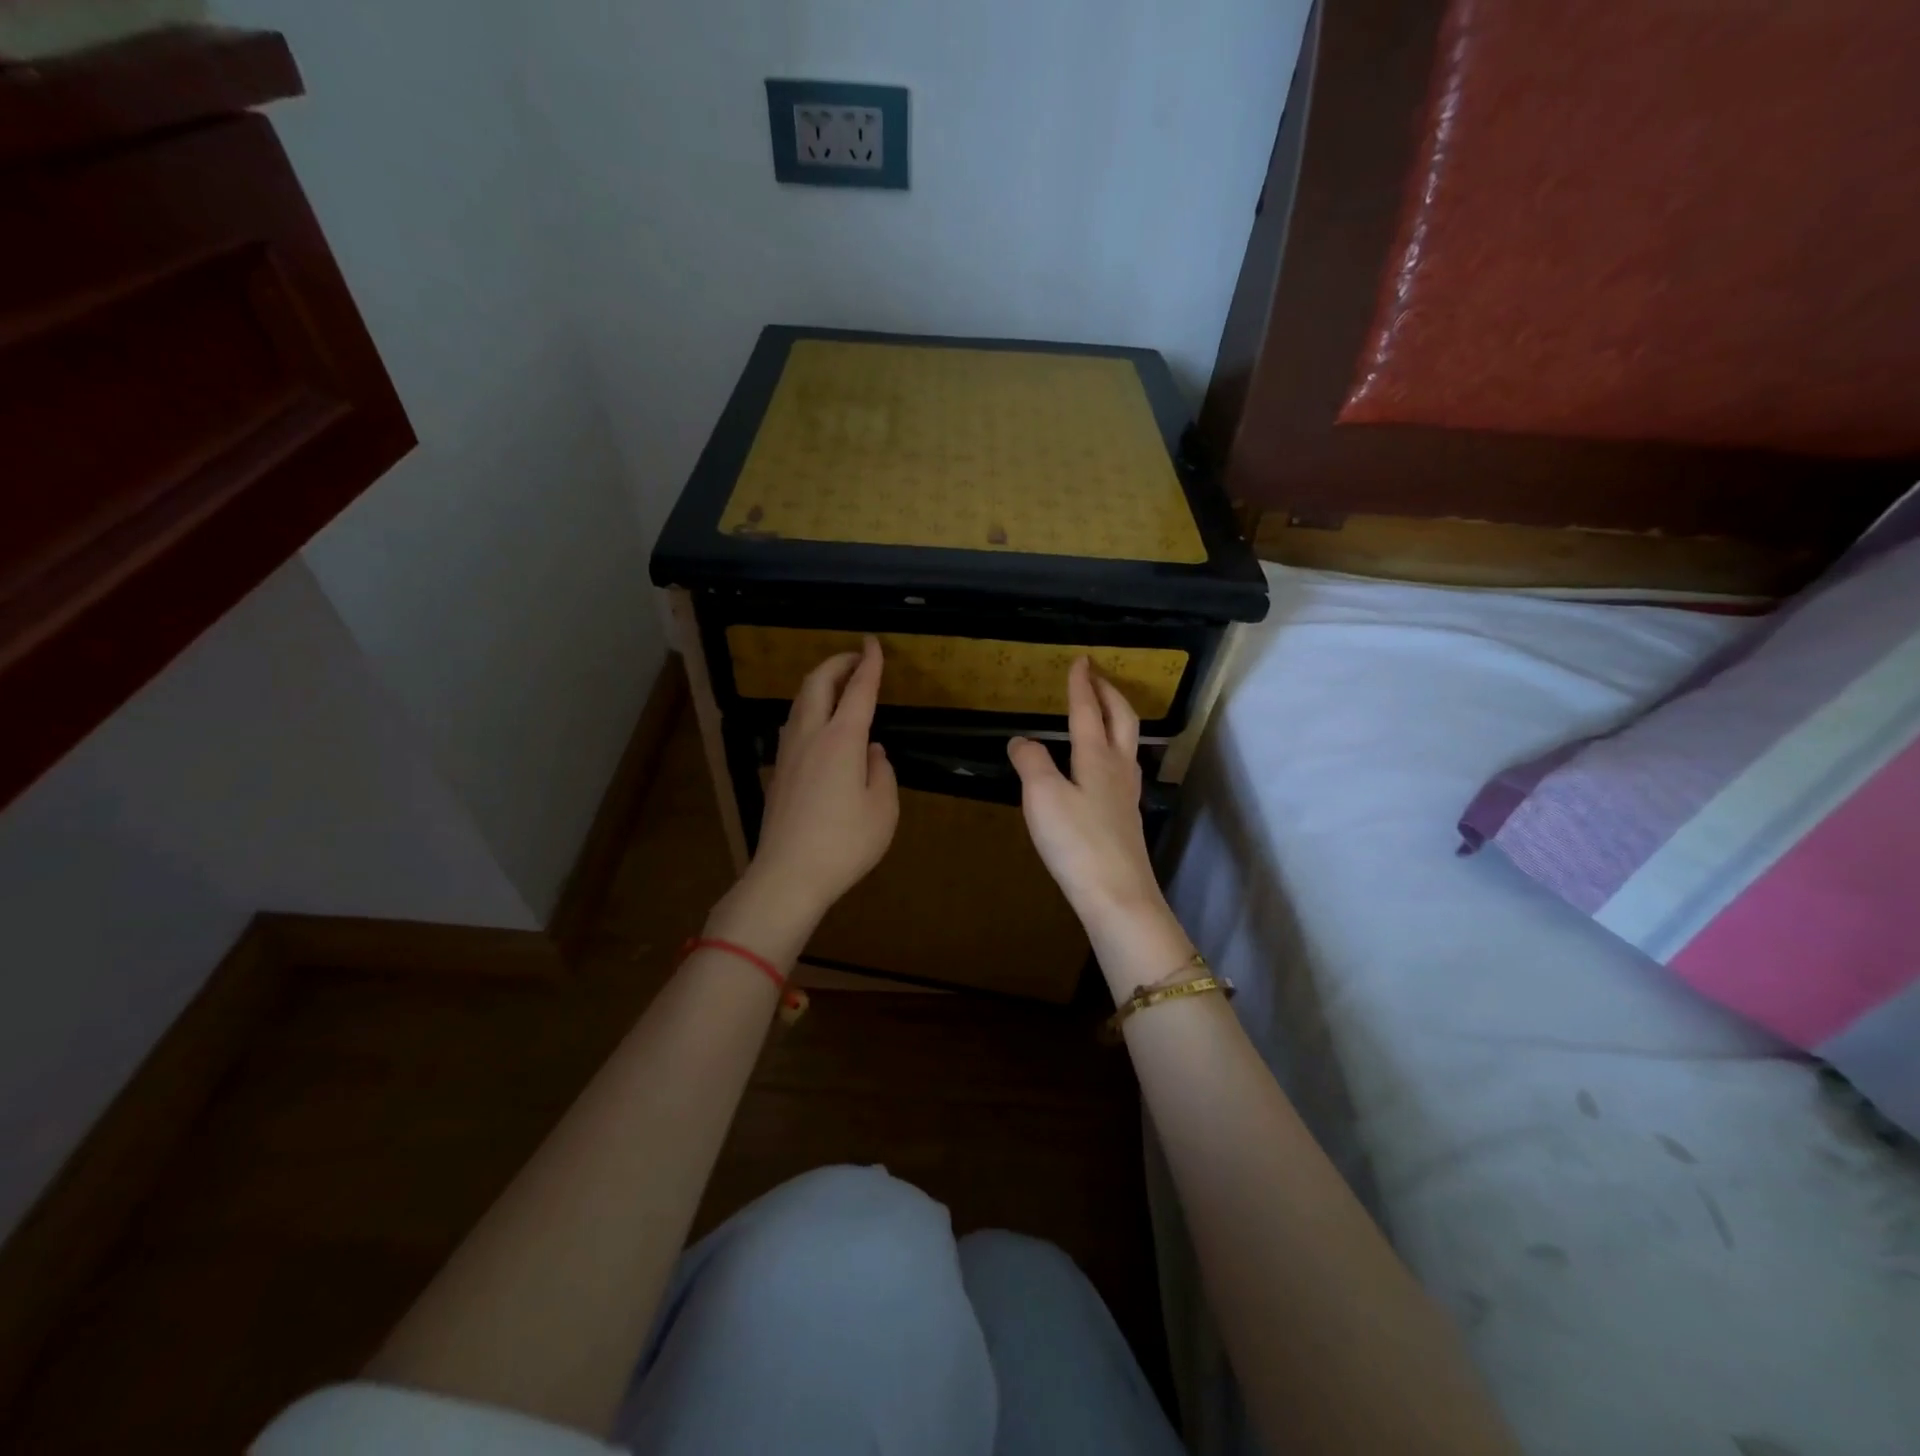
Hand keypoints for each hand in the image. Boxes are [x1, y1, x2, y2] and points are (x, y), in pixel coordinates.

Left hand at [734, 637, 898, 930]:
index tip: (873, 643)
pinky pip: (793, 724)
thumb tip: (871, 752)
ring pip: (800, 702)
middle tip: (856, 658)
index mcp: (842, 739)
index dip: (869, 663)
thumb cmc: (844, 844)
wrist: (788, 875)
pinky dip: (810, 709)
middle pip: (817, 683)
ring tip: (839, 686)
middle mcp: (811, 736)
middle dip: (837, 663)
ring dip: (819, 684)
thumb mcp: (883, 810)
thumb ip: (882, 772)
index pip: (858, 689)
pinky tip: (820, 725)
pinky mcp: (778, 771)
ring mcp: (788, 752)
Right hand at [1007, 658, 1164, 926]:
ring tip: (1103, 712)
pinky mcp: (1126, 818)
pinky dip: (1114, 748)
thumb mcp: (1042, 797)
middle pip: (1121, 720)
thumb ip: (1031, 762)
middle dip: (1109, 693)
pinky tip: (1103, 765)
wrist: (1117, 895)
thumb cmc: (1077, 841)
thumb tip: (1021, 740)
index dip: (1081, 685)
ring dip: (1117, 718)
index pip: (1088, 711)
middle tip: (1098, 676)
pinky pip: (1123, 767)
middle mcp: (1117, 769)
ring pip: (1128, 743)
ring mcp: (1126, 794)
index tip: (1080, 660)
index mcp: (1096, 757)